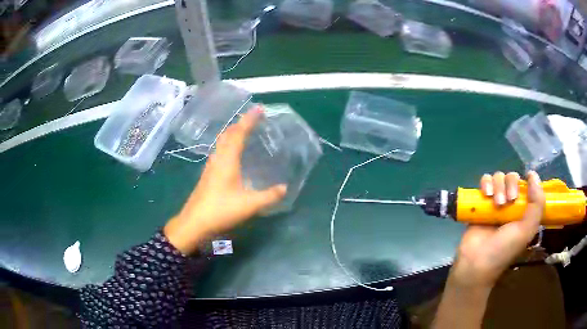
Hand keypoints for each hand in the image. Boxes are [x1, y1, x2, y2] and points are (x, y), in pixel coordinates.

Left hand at [164, 107, 287, 253]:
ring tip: (244, 132)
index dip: (249, 120)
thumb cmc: (221, 210)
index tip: (259, 109)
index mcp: (227, 160)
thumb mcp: (249, 205)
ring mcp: (210, 167)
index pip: (239, 133)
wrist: (194, 223)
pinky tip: (232, 155)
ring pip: (221, 143)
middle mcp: (217, 159)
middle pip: (227, 134)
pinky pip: (219, 152)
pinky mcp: (207, 176)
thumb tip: (284, 188)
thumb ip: (269, 196)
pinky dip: (228, 145)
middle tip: (253, 119)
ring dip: (233, 133)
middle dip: (240, 123)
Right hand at [450, 171, 544, 287]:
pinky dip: (485, 182)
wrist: (476, 262)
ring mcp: (495, 202)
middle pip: (512, 177)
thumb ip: (537, 204)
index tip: (523, 189)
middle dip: (511, 184)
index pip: (528, 185)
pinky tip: (486, 194)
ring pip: (499, 177)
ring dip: (498, 185)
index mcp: (524, 210)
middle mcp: (510, 204)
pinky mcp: (480, 203)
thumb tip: (533, 174)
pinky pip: (484, 181)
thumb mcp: (527, 230)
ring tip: (496, 203)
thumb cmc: (504, 249)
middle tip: (508, 201)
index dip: (526, 182)